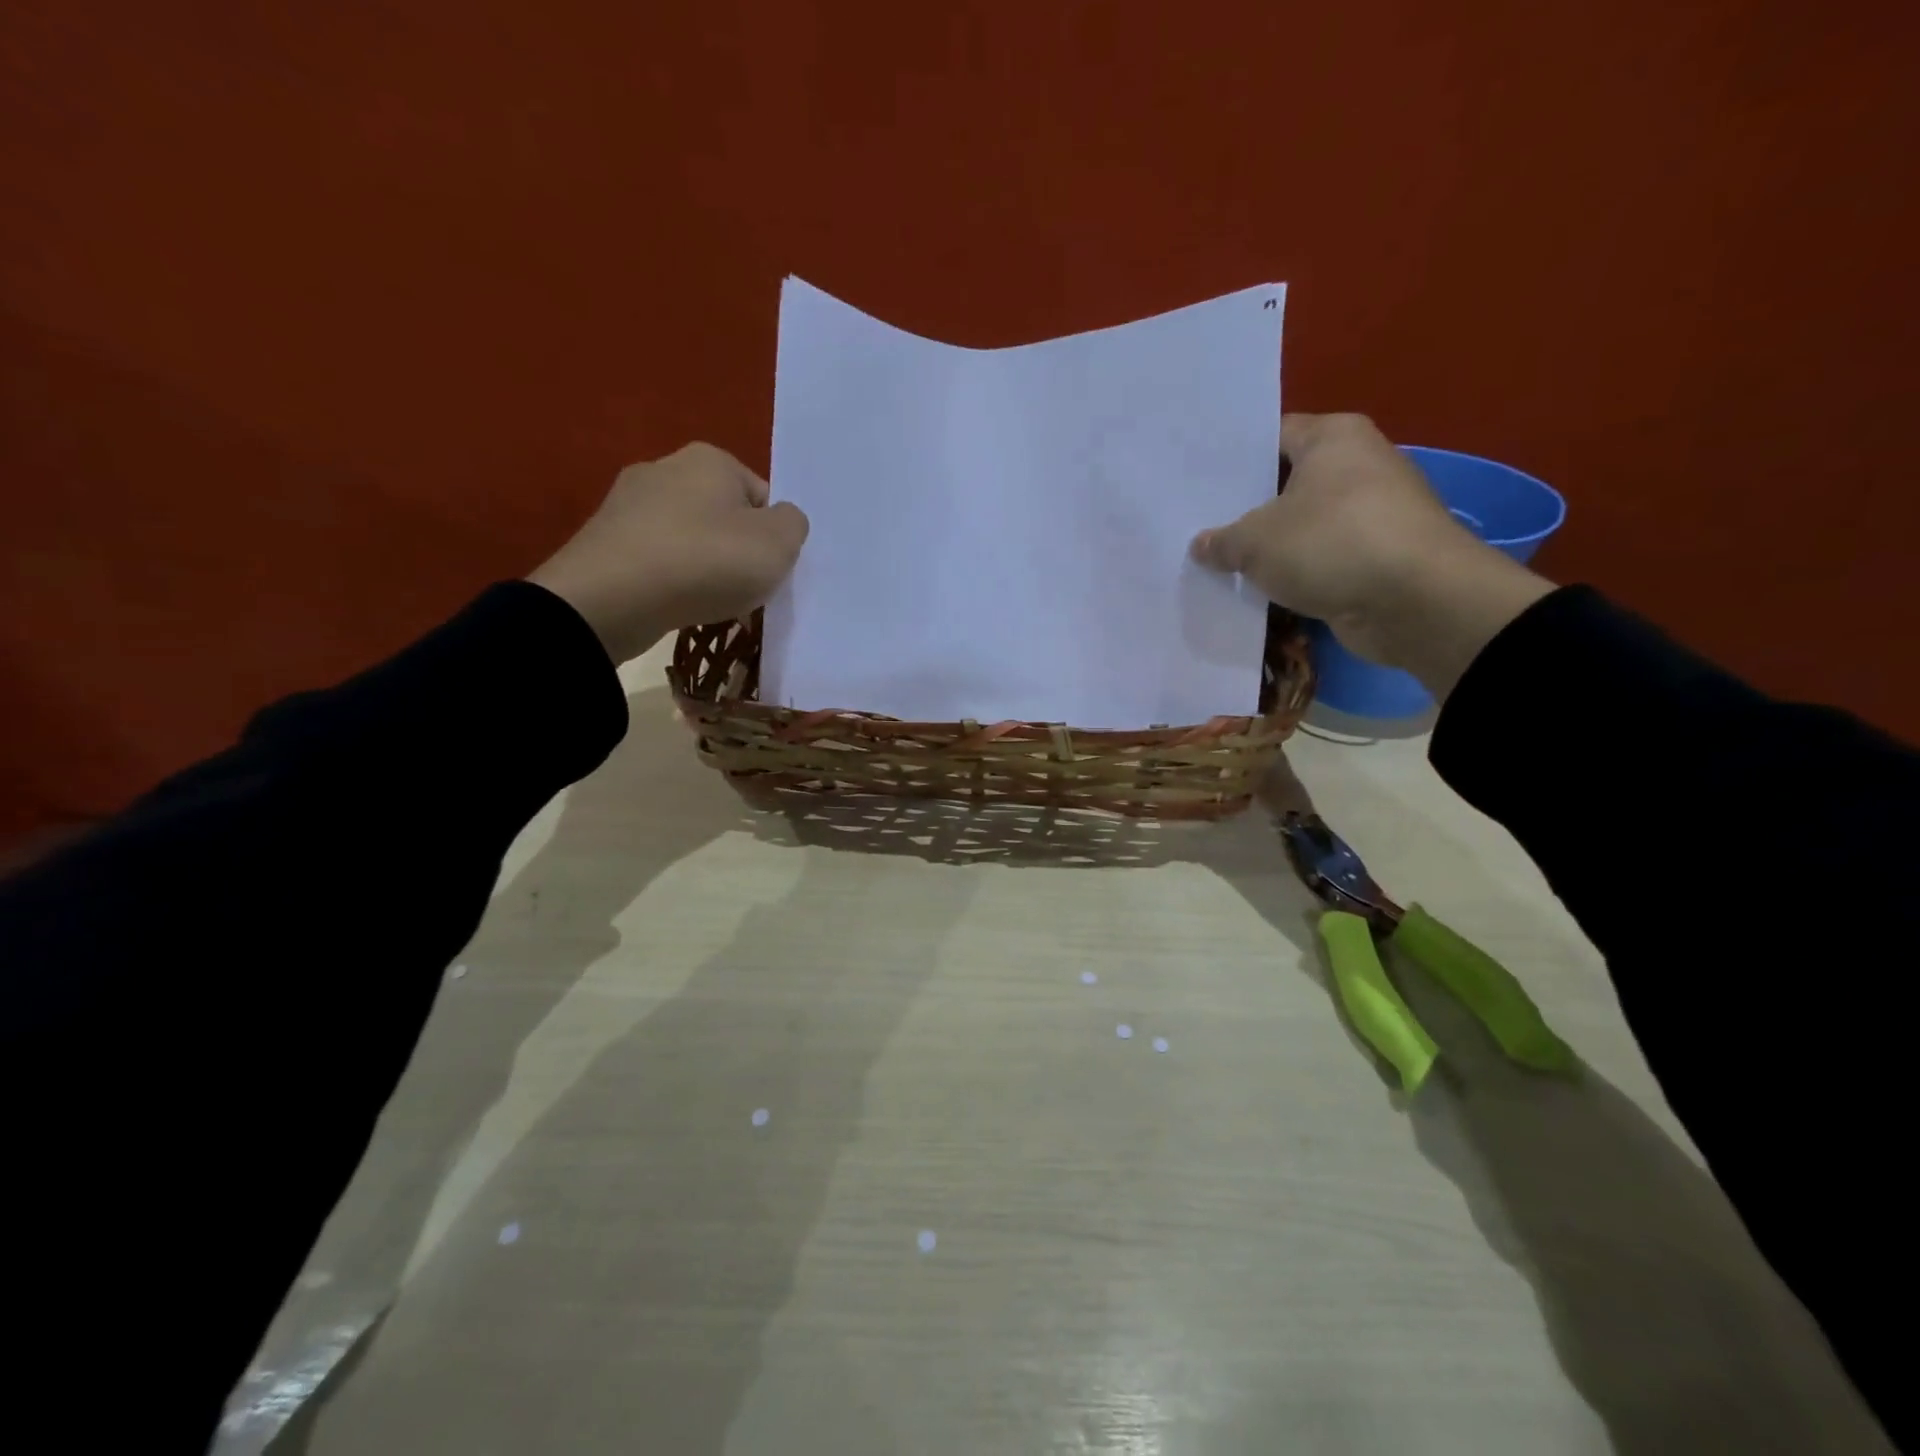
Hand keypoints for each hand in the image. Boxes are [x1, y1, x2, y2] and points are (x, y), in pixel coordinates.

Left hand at [528, 443, 808, 663]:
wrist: (611, 599)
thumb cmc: (706, 561)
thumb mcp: (779, 543)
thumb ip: (793, 525)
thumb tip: (778, 521)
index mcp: (710, 458)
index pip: (762, 497)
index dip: (772, 537)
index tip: (766, 570)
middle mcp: (665, 467)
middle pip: (724, 516)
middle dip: (735, 551)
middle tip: (740, 589)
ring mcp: (626, 503)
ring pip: (688, 539)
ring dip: (702, 568)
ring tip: (705, 602)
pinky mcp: (603, 540)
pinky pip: (656, 560)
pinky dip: (669, 581)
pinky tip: (672, 604)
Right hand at [1190, 413, 1550, 699]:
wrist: (1415, 602)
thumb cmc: (1330, 545)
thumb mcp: (1255, 542)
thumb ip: (1221, 541)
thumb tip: (1202, 545)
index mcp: (1333, 437)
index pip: (1271, 436)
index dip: (1232, 458)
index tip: (1196, 480)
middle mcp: (1359, 464)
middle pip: (1287, 481)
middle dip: (1247, 506)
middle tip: (1198, 523)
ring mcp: (1373, 512)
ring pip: (1304, 524)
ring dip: (1271, 545)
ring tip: (1220, 560)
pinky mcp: (1378, 555)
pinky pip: (1322, 557)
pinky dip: (1296, 571)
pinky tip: (1259, 587)